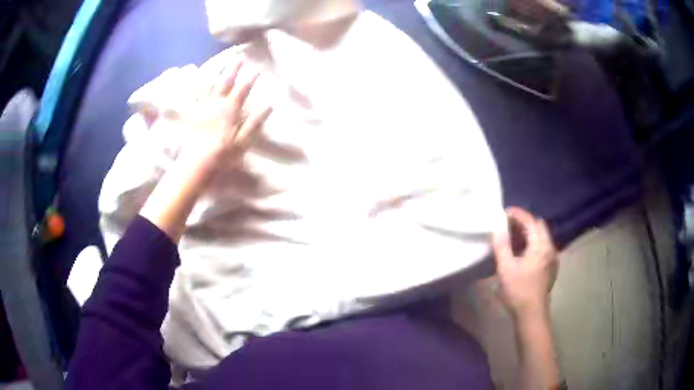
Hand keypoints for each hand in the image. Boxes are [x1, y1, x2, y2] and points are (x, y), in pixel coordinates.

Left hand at [178, 59, 271, 171]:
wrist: (196, 163)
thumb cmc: (222, 155)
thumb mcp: (243, 141)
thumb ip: (255, 122)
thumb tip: (269, 105)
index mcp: (229, 110)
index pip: (242, 90)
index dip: (251, 79)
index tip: (257, 70)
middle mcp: (216, 104)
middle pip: (225, 82)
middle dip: (233, 70)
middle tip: (239, 59)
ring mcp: (202, 107)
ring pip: (210, 85)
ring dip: (217, 73)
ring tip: (221, 64)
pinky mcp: (192, 113)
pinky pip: (197, 95)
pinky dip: (200, 85)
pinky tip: (201, 80)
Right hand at [493, 207, 557, 318]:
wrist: (531, 314)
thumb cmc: (518, 290)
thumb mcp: (506, 268)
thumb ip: (502, 245)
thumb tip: (498, 228)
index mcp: (541, 246)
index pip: (531, 221)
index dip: (517, 214)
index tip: (504, 212)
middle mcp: (550, 247)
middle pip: (538, 226)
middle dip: (523, 221)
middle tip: (507, 224)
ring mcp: (551, 258)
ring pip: (541, 236)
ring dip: (528, 232)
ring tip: (511, 236)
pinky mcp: (550, 267)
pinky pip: (541, 246)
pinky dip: (531, 242)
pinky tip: (521, 251)